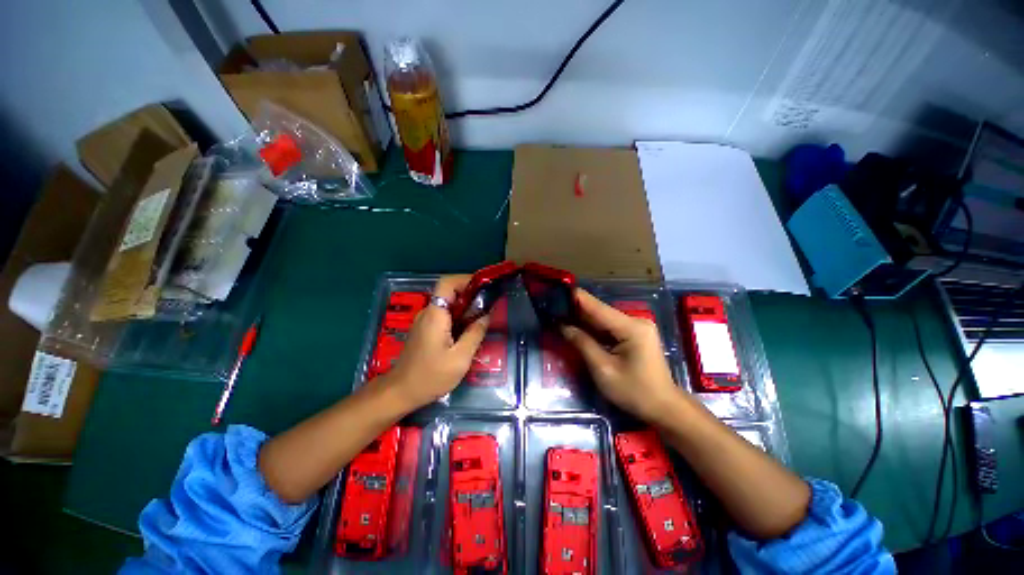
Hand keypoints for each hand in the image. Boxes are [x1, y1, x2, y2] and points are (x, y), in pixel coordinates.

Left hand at [387, 275, 488, 408]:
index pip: (447, 283)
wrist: (400, 392)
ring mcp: (425, 321)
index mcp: (435, 314)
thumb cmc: (430, 376)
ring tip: (483, 318)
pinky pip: (444, 316)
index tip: (485, 287)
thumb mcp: (460, 358)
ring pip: (448, 304)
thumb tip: (487, 315)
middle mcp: (428, 313)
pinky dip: (459, 317)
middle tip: (489, 305)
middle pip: (449, 292)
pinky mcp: (425, 330)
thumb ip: (475, 334)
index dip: (466, 279)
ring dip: (466, 307)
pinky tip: (469, 331)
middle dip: (471, 295)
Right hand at [561, 288, 681, 422]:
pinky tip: (576, 326)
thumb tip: (562, 325)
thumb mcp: (603, 369)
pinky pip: (609, 327)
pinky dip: (592, 328)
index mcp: (631, 327)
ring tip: (558, 314)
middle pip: (599, 311)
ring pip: (602, 319)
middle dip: (575, 309)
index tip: (554, 292)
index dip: (574, 298)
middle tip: (551, 307)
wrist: (664, 408)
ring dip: (582, 319)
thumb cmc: (634, 391)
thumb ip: (582, 343)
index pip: (596, 306)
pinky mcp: (634, 335)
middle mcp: (635, 320)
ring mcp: (636, 327)